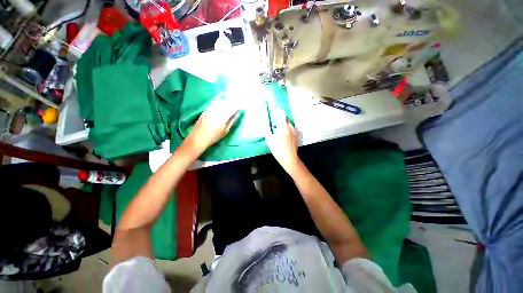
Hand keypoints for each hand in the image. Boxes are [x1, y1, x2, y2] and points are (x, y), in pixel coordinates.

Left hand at [184, 100, 238, 154]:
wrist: (198, 138)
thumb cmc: (214, 137)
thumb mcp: (225, 130)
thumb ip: (232, 121)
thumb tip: (237, 113)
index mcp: (223, 116)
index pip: (232, 107)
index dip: (237, 106)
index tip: (240, 106)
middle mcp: (217, 110)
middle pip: (227, 104)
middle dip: (232, 104)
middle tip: (236, 105)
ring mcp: (210, 109)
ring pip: (221, 103)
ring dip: (226, 104)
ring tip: (230, 106)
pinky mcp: (206, 110)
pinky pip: (215, 105)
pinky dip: (220, 105)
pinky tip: (221, 108)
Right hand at [265, 115, 300, 173]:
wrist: (289, 158)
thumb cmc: (278, 149)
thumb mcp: (269, 140)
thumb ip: (267, 131)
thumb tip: (266, 127)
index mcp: (283, 127)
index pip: (281, 115)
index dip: (278, 111)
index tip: (276, 110)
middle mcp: (290, 127)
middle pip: (286, 119)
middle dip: (281, 118)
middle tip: (276, 121)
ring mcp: (294, 132)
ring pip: (289, 124)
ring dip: (284, 124)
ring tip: (279, 128)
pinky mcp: (296, 137)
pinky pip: (291, 129)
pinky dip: (287, 129)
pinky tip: (284, 135)